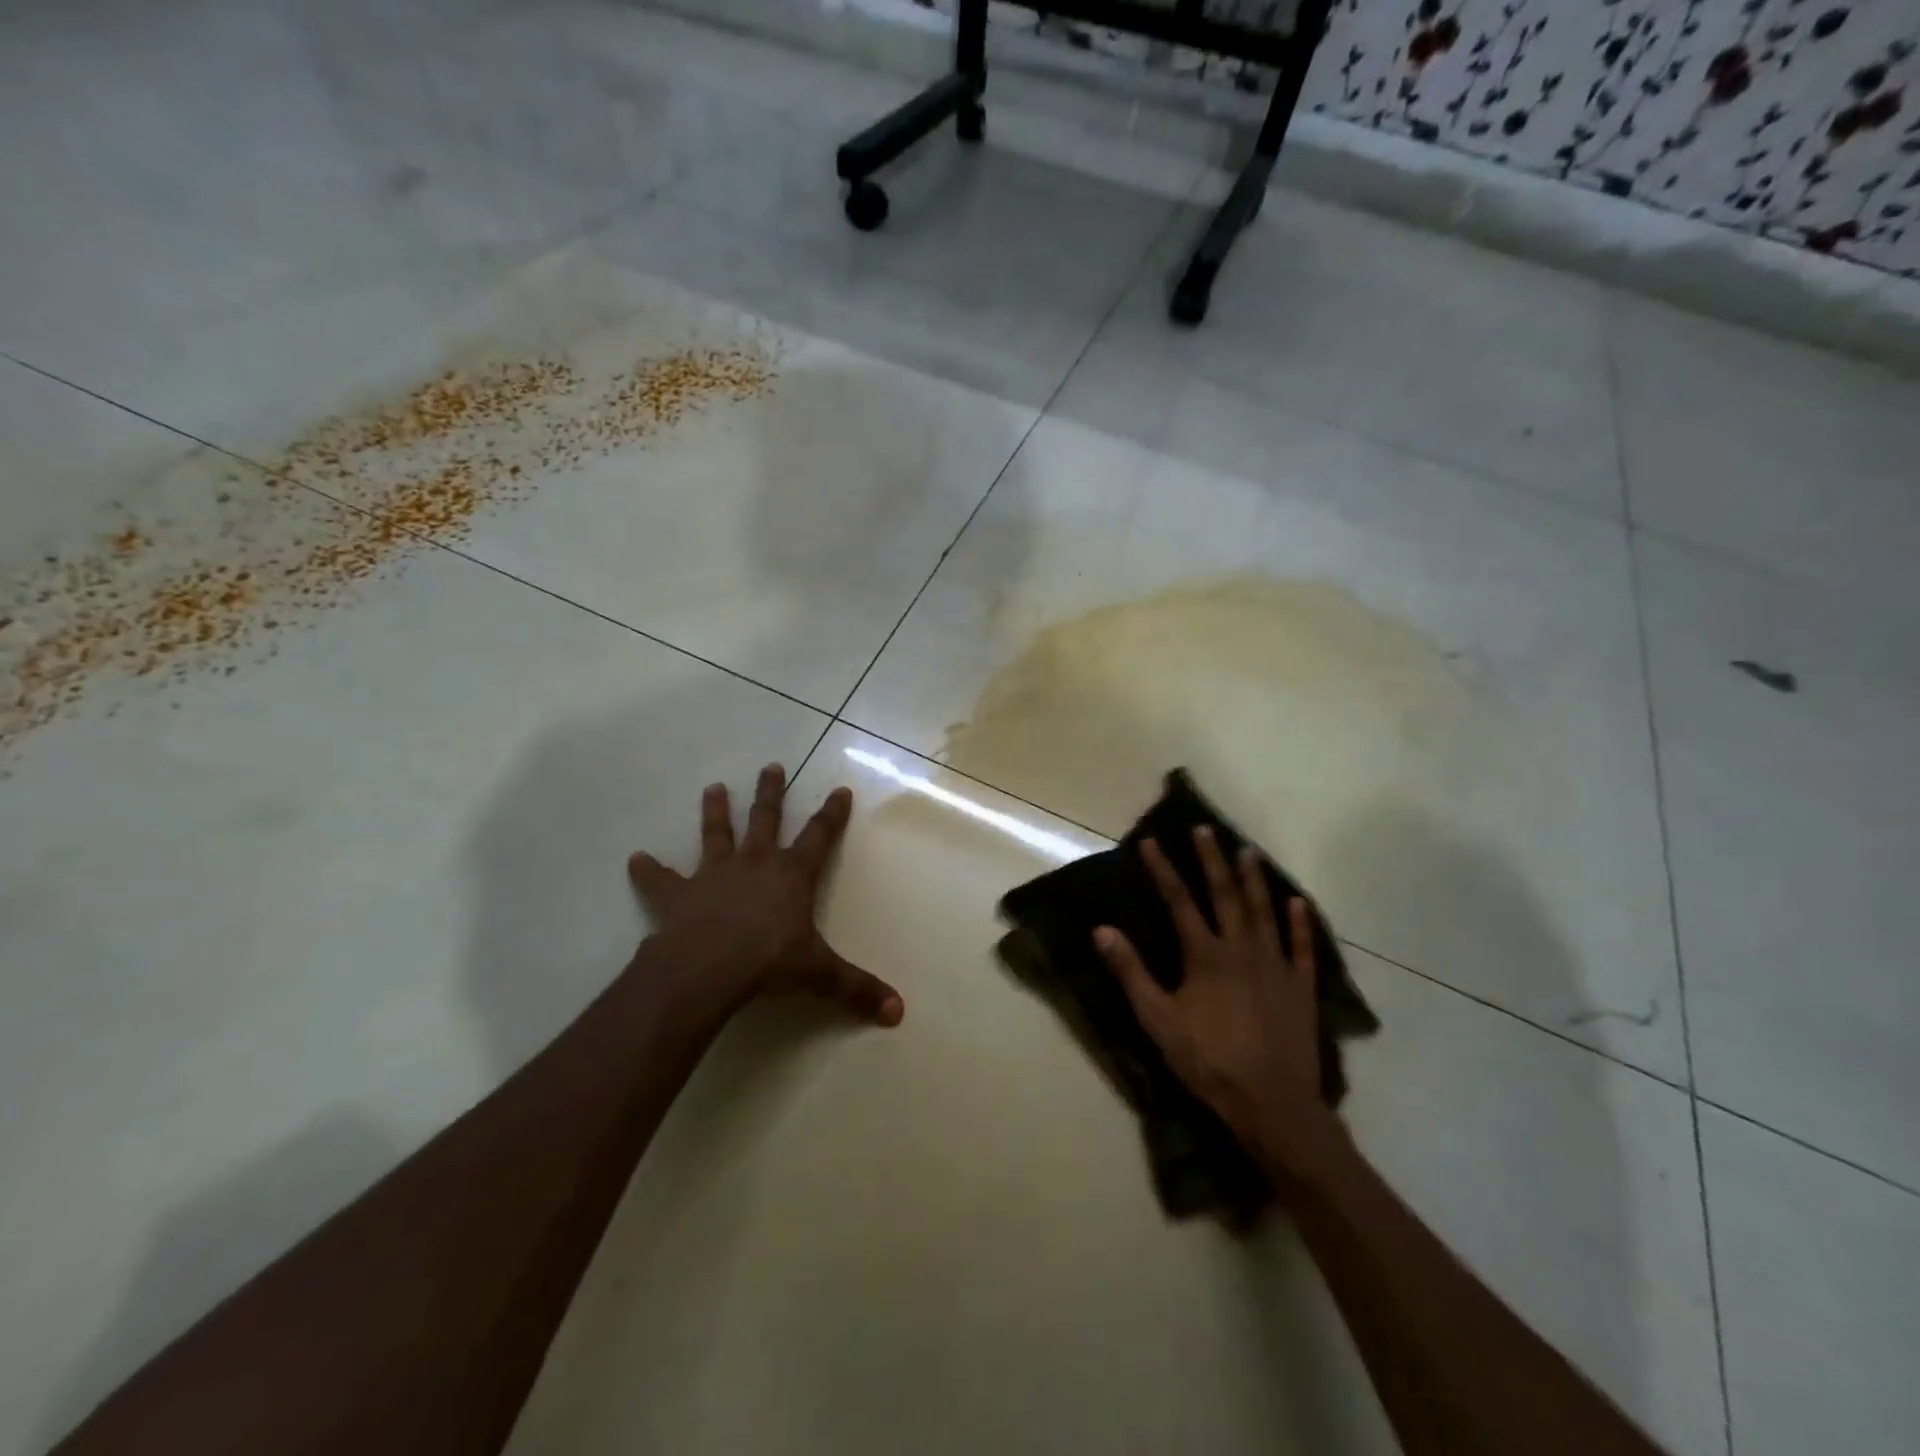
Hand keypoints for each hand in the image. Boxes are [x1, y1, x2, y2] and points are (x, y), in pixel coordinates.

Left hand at [627, 765, 904, 1025]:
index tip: (839, 789)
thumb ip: (857, 989)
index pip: (819, 836)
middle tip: (771, 765)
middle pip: (765, 819)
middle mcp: (754, 864)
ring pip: (715, 834)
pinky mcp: (678, 895)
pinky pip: (661, 880)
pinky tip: (635, 860)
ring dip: (715, 811)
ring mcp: (714, 875)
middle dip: (771, 793)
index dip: (831, 814)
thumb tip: (899, 1012)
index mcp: (791, 875)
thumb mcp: (820, 975)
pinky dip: (648, 870)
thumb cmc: (769, 963)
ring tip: (712, 787)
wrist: (706, 969)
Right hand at [1094, 828, 1333, 1160]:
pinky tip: (1297, 902)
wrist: (1272, 1103)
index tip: (1150, 842)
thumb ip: (1130, 972)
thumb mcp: (1158, 1019)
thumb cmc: (1208, 1061)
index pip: (1179, 901)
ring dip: (1254, 879)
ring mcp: (1275, 966)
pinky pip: (1301, 947)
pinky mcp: (1301, 987)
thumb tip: (1102, 930)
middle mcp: (1241, 949)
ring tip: (1248, 851)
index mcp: (1205, 955)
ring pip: (1264, 912)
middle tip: (1206, 830)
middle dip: (1212, 860)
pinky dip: (1299, 923)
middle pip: (1225, 895)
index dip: (1163, 870)